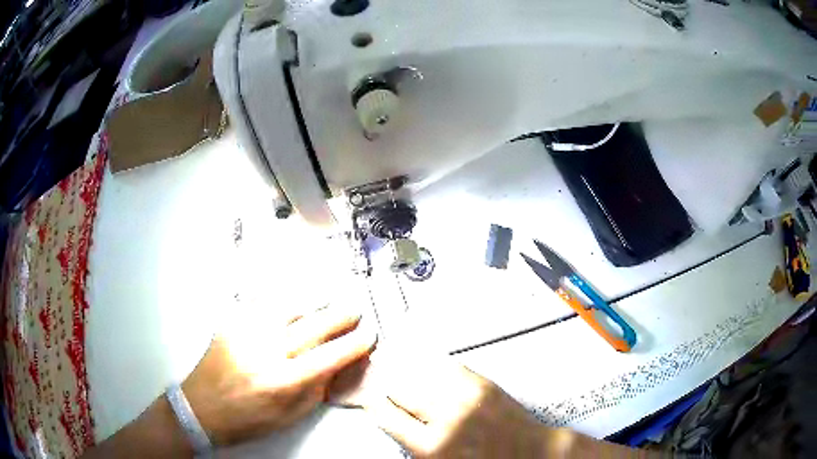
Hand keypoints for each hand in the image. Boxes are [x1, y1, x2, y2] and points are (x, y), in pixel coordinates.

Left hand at [181, 306, 375, 445]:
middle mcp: (264, 351)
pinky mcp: (231, 322)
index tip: (370, 336)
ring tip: (328, 300)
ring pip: (288, 305)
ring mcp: (245, 331)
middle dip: (340, 316)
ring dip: (313, 301)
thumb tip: (342, 363)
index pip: (328, 357)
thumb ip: (317, 389)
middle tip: (355, 310)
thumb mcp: (289, 416)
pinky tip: (293, 295)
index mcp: (281, 382)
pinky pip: (260, 301)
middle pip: (312, 325)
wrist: (201, 408)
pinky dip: (282, 296)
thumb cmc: (248, 420)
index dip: (354, 345)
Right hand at [362, 354, 558, 457]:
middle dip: (387, 385)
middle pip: (398, 387)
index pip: (384, 414)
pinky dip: (429, 363)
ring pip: (419, 371)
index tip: (369, 398)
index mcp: (431, 447)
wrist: (529, 454)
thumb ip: (412, 441)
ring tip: (394, 363)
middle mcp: (446, 418)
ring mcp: (467, 395)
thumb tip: (389, 415)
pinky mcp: (484, 382)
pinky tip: (423, 362)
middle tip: (381, 382)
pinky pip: (445, 364)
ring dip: (404, 369)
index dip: (372, 403)